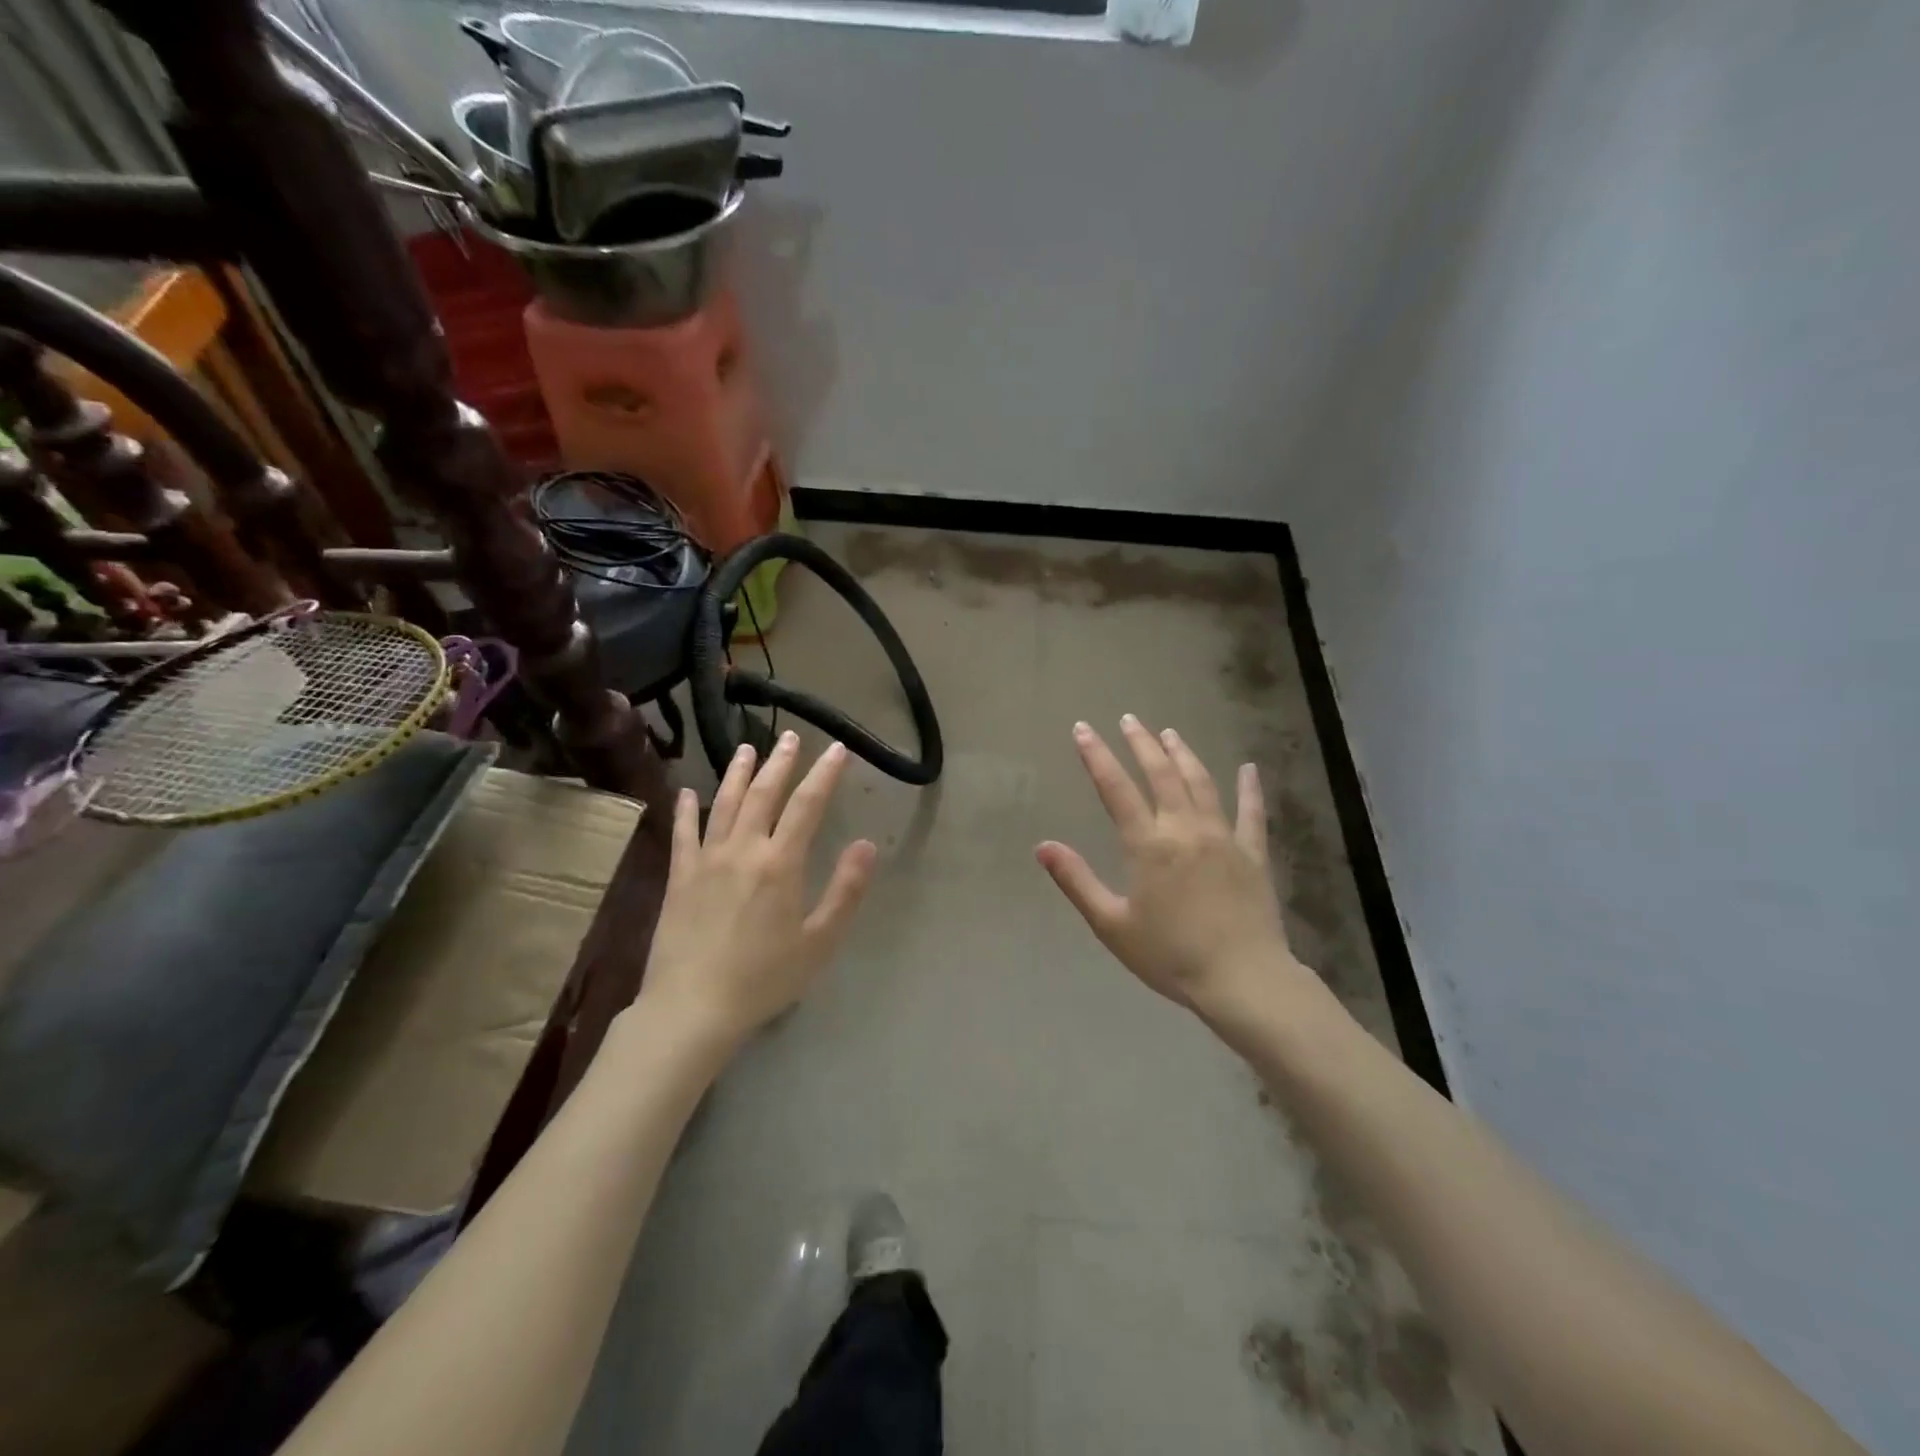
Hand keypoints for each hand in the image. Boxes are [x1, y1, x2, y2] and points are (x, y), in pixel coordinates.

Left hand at [636, 733, 877, 1053]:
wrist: (692, 1008)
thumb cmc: (764, 978)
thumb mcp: (819, 941)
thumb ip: (845, 890)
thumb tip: (867, 844)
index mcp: (780, 863)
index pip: (807, 805)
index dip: (824, 774)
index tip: (837, 748)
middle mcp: (743, 850)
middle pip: (764, 794)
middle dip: (781, 762)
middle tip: (790, 737)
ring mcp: (706, 860)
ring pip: (724, 804)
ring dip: (738, 773)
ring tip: (746, 748)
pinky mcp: (678, 878)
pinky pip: (683, 834)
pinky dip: (686, 809)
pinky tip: (688, 792)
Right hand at [1036, 717, 1306, 1019]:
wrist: (1242, 980)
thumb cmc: (1170, 956)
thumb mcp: (1111, 924)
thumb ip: (1077, 881)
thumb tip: (1042, 846)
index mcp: (1148, 845)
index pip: (1116, 788)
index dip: (1097, 755)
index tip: (1083, 729)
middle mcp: (1184, 829)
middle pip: (1161, 774)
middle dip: (1141, 743)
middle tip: (1129, 719)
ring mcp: (1223, 837)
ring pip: (1201, 783)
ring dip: (1183, 755)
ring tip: (1170, 733)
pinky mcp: (1253, 854)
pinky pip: (1252, 812)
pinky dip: (1250, 788)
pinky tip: (1249, 768)